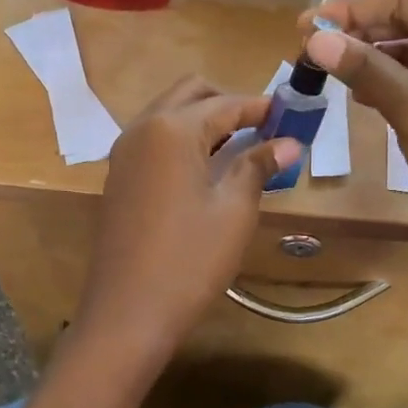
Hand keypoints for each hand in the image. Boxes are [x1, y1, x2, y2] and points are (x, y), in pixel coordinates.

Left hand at [78, 77, 299, 360]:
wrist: (127, 313)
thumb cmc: (189, 261)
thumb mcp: (233, 211)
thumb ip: (257, 166)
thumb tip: (289, 141)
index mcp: (171, 129)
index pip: (224, 104)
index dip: (260, 107)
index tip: (290, 114)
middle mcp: (142, 129)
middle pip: (189, 94)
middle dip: (227, 103)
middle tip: (262, 128)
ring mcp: (124, 153)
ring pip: (168, 115)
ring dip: (202, 121)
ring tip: (239, 148)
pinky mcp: (118, 177)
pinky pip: (153, 141)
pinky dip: (181, 141)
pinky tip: (205, 169)